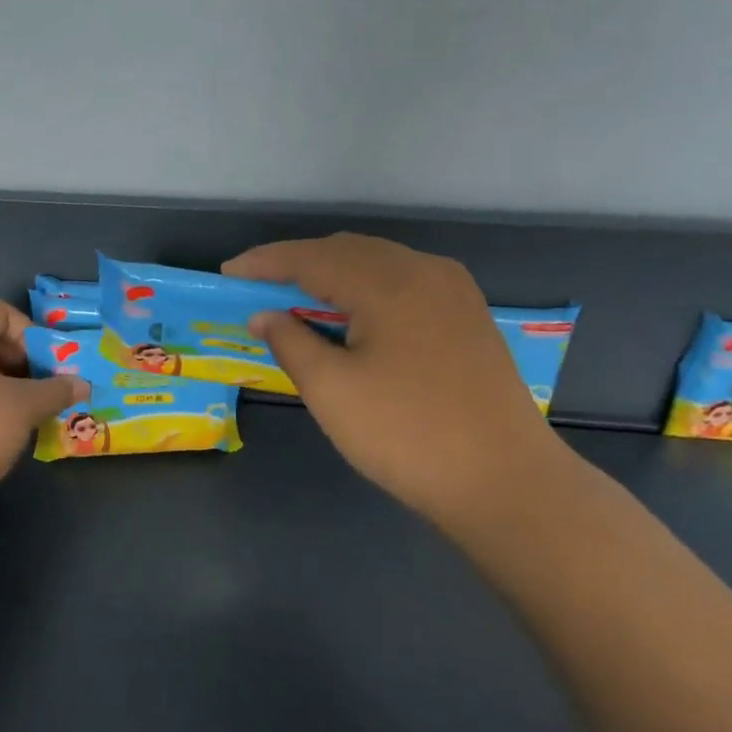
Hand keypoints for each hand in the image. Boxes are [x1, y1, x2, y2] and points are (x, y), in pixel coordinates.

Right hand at [224, 233, 569, 528]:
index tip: (228, 273)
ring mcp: (454, 292)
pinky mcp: (468, 317)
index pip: (312, 257)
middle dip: (298, 263)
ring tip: (296, 299)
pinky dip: (365, 288)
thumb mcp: (331, 390)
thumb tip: (265, 316)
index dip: (265, 263)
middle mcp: (425, 272)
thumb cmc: (405, 434)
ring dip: (332, 274)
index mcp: (389, 282)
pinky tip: (351, 315)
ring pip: (378, 264)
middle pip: (347, 250)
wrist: (503, 481)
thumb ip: (291, 342)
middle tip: (258, 286)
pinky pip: (403, 283)